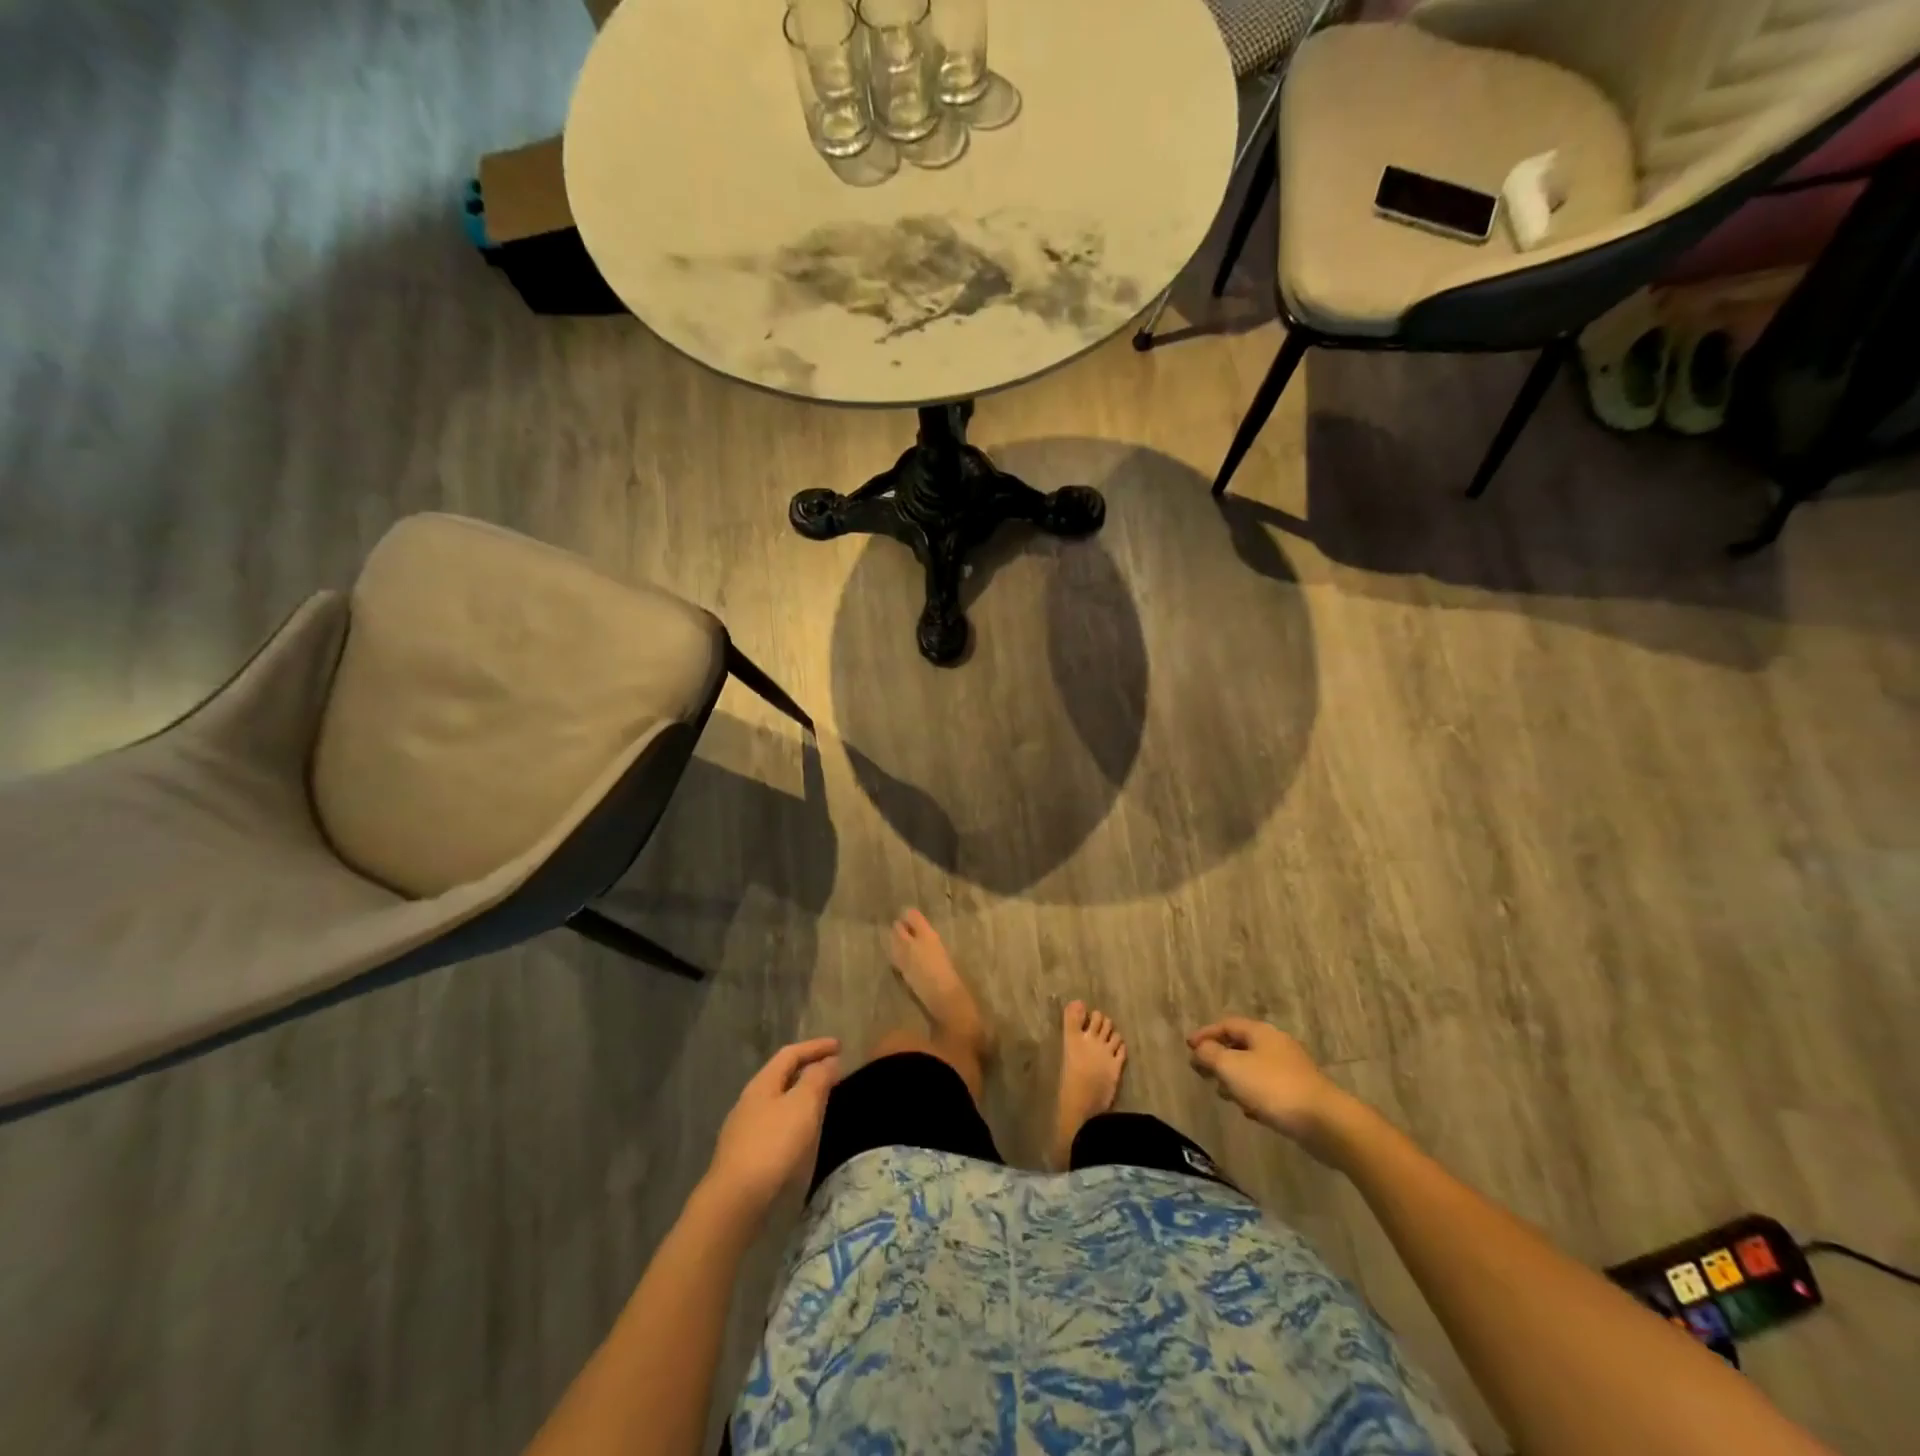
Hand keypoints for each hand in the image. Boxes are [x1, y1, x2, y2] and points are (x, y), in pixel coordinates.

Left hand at [704, 1038, 841, 1221]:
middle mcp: (750, 1101)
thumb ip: (817, 1079)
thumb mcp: (802, 1106)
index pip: (790, 1054)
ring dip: (801, 1096)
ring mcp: (744, 1130)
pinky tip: (802, 1136)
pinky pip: (775, 1125)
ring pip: (777, 1102)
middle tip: (833, 1071)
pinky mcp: (745, 1156)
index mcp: (762, 1084)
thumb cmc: (773, 1145)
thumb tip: (828, 1062)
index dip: (816, 1047)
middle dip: (807, 1070)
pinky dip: (793, 1120)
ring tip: (822, 1102)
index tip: (840, 1045)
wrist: (735, 1202)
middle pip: (781, 1076)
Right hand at [1188, 1018, 1355, 1160]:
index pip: (1227, 1024)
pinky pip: (1268, 1088)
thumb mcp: (1232, 1067)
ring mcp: (1291, 1070)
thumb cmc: (1273, 1088)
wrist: (1325, 1123)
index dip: (1206, 1034)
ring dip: (1235, 1078)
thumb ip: (1210, 1055)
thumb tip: (1200, 1048)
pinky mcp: (1299, 1093)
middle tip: (1202, 1071)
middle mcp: (1276, 1045)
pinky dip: (1253, 1094)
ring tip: (1222, 1094)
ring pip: (1254, 1068)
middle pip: (1240, 1045)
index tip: (1188, 1047)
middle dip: (1219, 1058)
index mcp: (1261, 1032)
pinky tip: (1249, 1111)